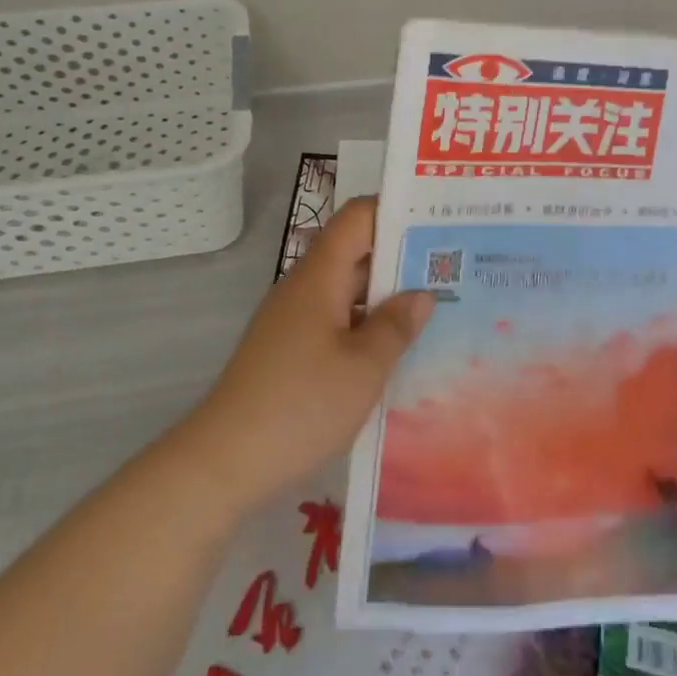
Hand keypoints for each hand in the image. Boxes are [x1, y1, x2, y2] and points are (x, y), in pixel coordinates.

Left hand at [186, 198, 433, 510]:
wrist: (222, 464)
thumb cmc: (300, 406)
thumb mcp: (363, 367)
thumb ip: (395, 326)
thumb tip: (421, 295)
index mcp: (320, 276)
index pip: (359, 217)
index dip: (397, 211)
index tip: (439, 222)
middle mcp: (304, 288)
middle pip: (356, 253)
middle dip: (403, 259)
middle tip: (454, 270)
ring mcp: (293, 320)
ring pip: (348, 292)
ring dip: (386, 299)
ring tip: (438, 310)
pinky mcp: (288, 351)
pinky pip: (336, 323)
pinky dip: (366, 328)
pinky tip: (396, 353)